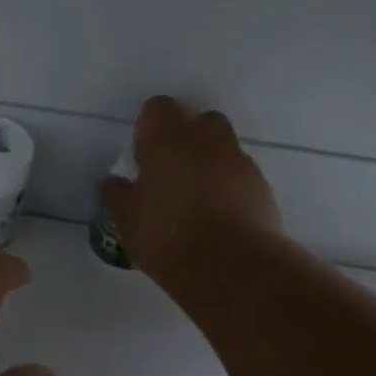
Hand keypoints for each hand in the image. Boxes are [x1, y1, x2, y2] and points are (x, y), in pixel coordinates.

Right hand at [100, 96, 281, 289]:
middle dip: (188, 139)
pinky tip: (220, 217)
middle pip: (200, 121)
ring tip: (197, 200)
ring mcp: (239, 161)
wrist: (231, 267)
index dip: (150, 127)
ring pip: (224, 148)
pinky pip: (242, 176)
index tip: (144, 155)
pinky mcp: (263, 187)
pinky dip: (231, 188)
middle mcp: (206, 140)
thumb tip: (113, 182)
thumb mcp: (126, 220)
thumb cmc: (166, 236)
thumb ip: (116, 194)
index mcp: (167, 139)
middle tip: (172, 172)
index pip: (158, 108)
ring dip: (211, 164)